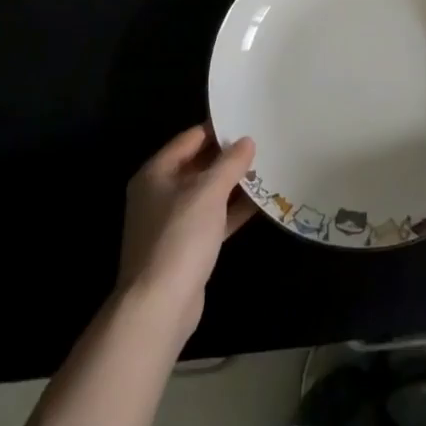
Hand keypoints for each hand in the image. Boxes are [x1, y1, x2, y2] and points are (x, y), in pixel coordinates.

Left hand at [116, 125, 256, 335]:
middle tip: (264, 141)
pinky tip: (262, 202)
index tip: (248, 119)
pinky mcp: (187, 246)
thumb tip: (246, 140)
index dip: (219, 128)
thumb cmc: (179, 238)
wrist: (159, 306)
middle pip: (199, 164)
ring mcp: (173, 221)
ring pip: (209, 193)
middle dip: (230, 156)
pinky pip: (214, 218)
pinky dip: (234, 210)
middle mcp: (161, 193)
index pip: (191, 138)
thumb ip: (229, 163)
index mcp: (157, 173)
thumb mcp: (208, 192)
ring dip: (235, 183)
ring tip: (269, 167)